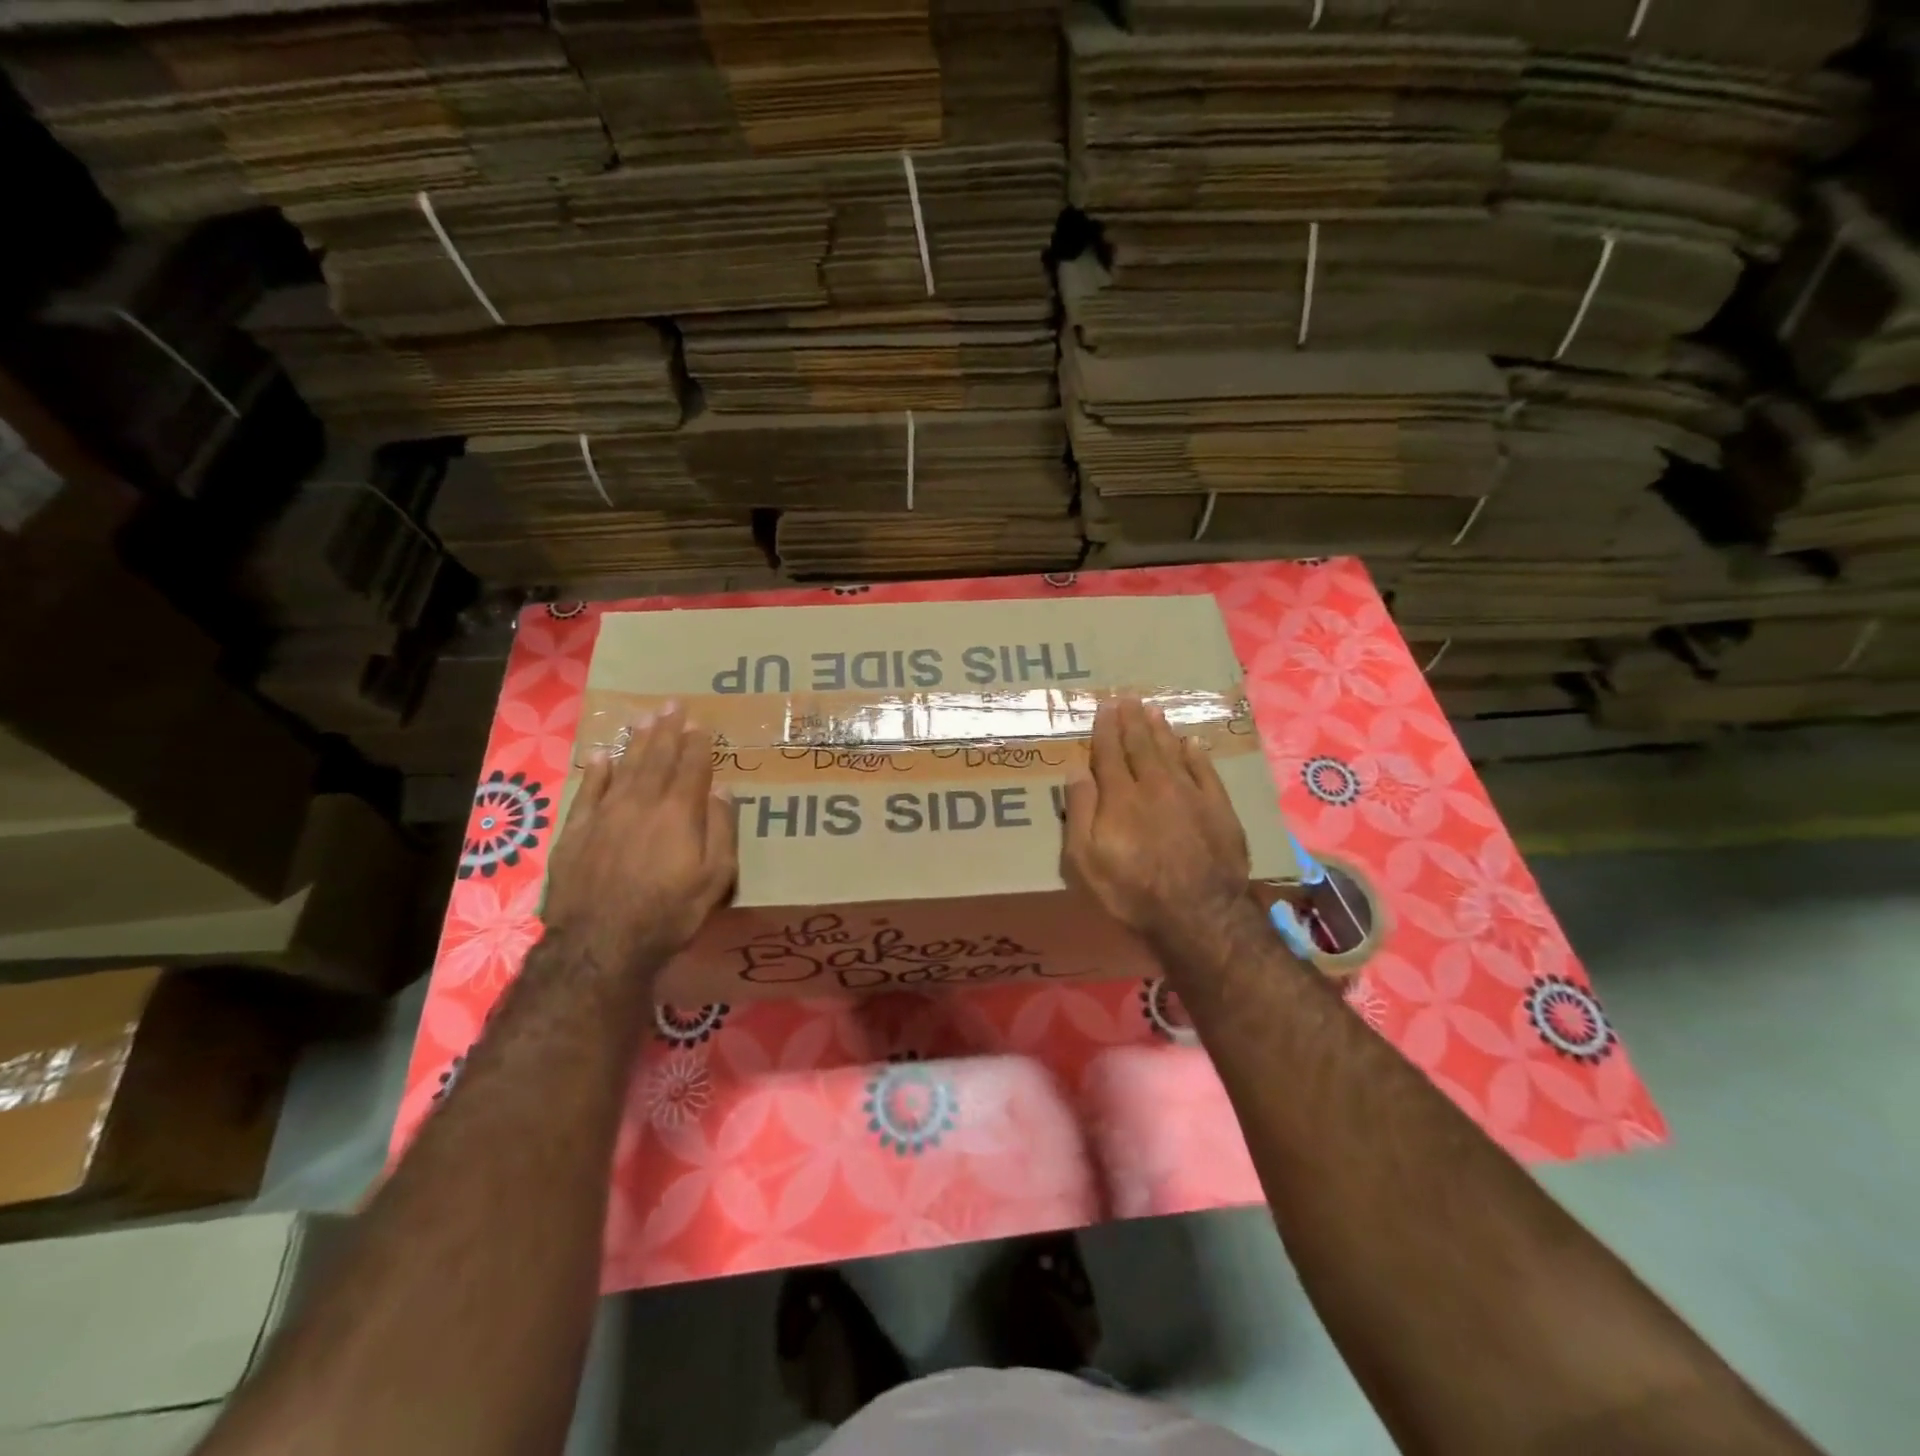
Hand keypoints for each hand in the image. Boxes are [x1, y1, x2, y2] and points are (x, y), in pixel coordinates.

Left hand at [543, 703, 737, 978]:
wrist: (601, 945)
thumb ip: (721, 829)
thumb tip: (722, 790)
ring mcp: (605, 814)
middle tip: (672, 704)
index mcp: (679, 813)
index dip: (698, 744)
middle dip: (667, 730)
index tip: (701, 723)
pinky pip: (588, 791)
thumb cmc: (669, 913)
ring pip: (624, 767)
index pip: (692, 767)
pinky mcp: (576, 832)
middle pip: (657, 758)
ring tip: (644, 718)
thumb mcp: (715, 878)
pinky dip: (597, 771)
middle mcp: (642, 803)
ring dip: (636, 741)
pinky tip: (602, 755)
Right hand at [1061, 697, 1251, 946]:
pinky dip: (1196, 754)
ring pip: (1173, 751)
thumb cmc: (1132, 891)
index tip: (1105, 706)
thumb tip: (1076, 768)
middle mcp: (1155, 784)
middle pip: (1141, 745)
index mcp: (1120, 795)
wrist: (1199, 913)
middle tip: (1128, 697)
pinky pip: (1206, 770)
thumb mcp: (1085, 859)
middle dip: (1132, 720)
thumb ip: (1080, 810)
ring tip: (1153, 709)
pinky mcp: (1219, 809)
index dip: (1106, 728)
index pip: (1109, 752)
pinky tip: (1191, 742)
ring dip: (1160, 729)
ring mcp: (1191, 794)